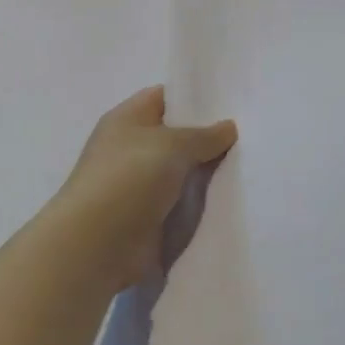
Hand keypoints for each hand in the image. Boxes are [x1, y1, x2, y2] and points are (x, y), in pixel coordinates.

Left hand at [54, 86, 237, 289]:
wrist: (96, 247)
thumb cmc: (129, 179)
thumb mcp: (174, 144)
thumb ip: (205, 135)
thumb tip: (228, 127)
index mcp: (127, 119)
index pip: (164, 97)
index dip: (194, 97)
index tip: (230, 102)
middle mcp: (130, 148)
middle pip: (176, 135)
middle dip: (208, 136)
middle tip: (248, 133)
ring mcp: (138, 184)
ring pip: (182, 170)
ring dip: (207, 171)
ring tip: (249, 162)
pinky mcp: (147, 216)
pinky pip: (181, 201)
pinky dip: (200, 201)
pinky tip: (232, 195)